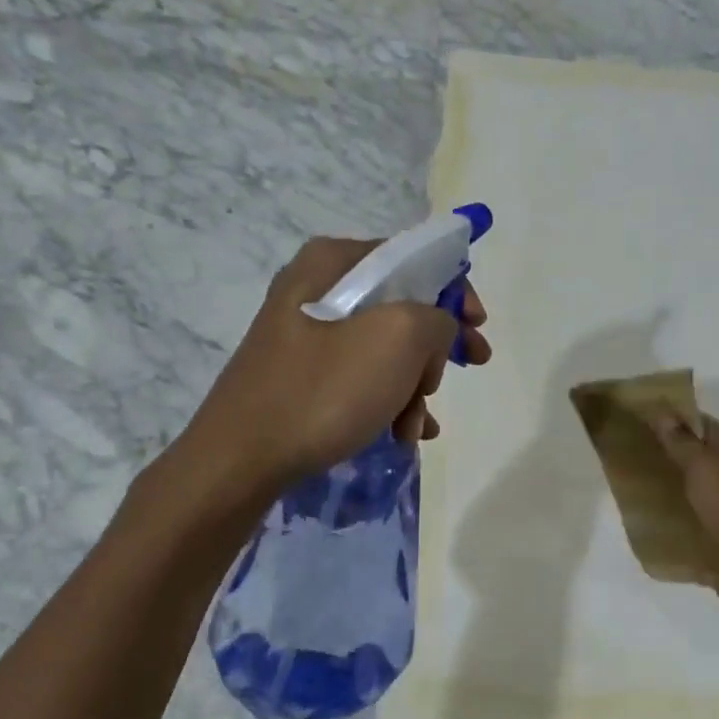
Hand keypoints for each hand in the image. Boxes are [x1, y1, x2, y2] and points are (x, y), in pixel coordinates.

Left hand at [160, 237, 491, 511]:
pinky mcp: (302, 374)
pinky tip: (402, 433)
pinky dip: (388, 400)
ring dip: (413, 385)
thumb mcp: (399, 338)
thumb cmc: (324, 390)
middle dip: (435, 348)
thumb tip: (436, 329)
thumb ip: (437, 317)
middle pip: (402, 305)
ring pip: (385, 347)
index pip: (413, 257)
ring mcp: (306, 333)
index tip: (479, 326)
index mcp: (334, 262)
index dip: (455, 290)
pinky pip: (361, 375)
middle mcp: (317, 287)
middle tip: (460, 373)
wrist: (240, 461)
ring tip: (415, 426)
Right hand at [648, 411, 718, 573]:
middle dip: (677, 448)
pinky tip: (691, 504)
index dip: (667, 422)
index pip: (691, 417)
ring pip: (711, 466)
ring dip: (690, 472)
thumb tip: (661, 411)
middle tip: (646, 460)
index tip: (641, 432)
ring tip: (663, 484)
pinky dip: (704, 491)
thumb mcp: (698, 468)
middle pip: (701, 442)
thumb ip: (680, 441)